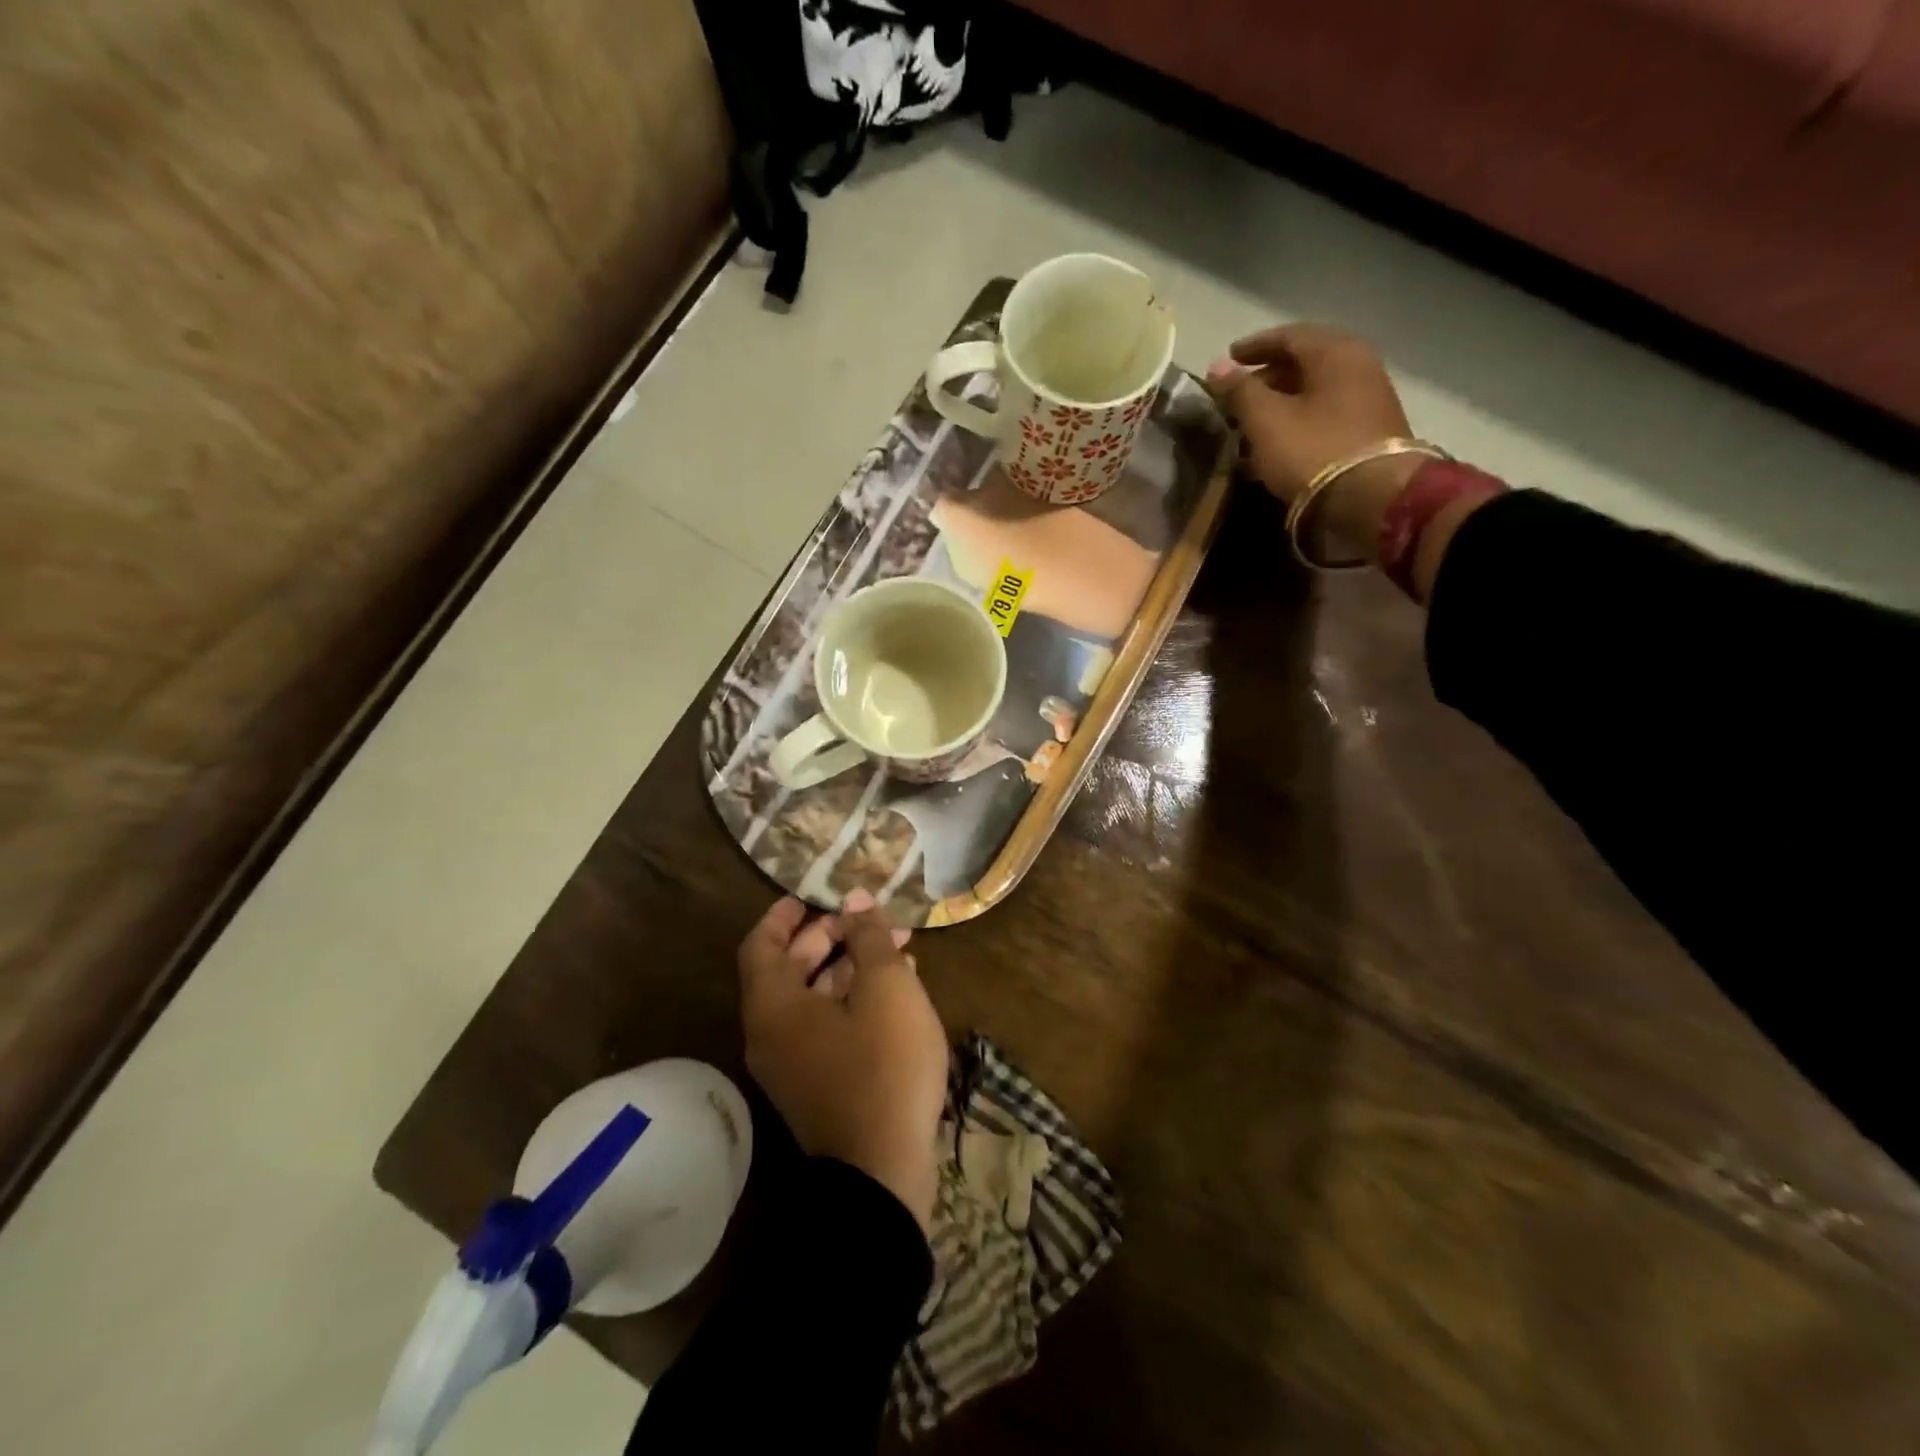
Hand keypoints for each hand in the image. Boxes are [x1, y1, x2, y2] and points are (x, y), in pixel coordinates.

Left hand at [738, 890, 947, 1231]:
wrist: (883, 1175)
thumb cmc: (883, 1066)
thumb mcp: (886, 988)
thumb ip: (868, 938)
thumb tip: (856, 900)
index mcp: (775, 1007)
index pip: (760, 946)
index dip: (783, 915)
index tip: (812, 894)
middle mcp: (772, 1035)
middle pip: (790, 970)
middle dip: (831, 937)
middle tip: (870, 919)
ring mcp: (794, 1066)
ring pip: (815, 999)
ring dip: (851, 968)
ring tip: (898, 948)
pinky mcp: (820, 1088)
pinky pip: (828, 1028)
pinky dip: (854, 1001)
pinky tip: (898, 991)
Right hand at [1208, 324, 1421, 557]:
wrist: (1370, 498)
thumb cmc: (1312, 450)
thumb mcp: (1266, 420)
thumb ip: (1240, 391)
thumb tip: (1218, 366)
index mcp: (1335, 353)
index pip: (1289, 336)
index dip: (1254, 347)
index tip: (1228, 359)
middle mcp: (1358, 366)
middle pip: (1304, 363)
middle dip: (1267, 378)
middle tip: (1237, 397)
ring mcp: (1367, 400)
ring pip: (1314, 393)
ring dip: (1280, 404)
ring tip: (1251, 425)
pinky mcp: (1368, 432)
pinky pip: (1324, 416)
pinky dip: (1297, 423)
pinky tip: (1276, 444)